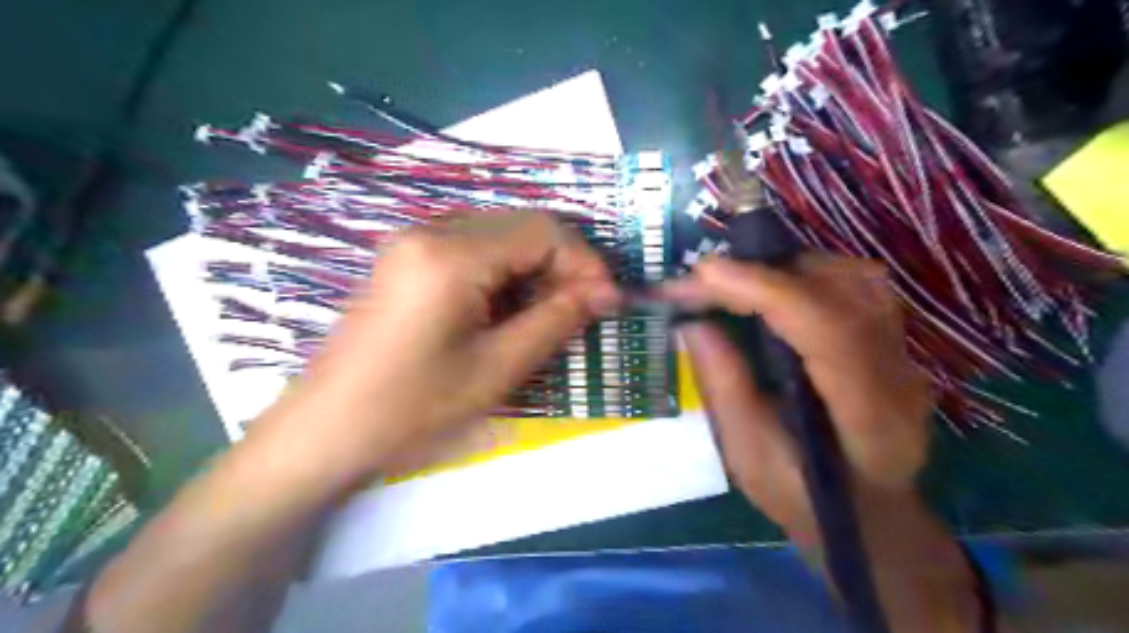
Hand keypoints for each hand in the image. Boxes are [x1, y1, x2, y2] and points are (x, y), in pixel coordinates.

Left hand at [259, 212, 619, 483]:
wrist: (326, 431)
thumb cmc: (412, 408)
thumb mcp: (497, 368)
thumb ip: (556, 321)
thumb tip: (605, 294)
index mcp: (451, 254)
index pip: (543, 231)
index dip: (585, 262)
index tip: (608, 302)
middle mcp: (431, 230)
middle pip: (522, 226)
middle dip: (563, 263)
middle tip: (584, 309)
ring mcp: (414, 241)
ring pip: (500, 235)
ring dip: (536, 268)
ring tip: (552, 313)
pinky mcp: (407, 259)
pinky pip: (474, 249)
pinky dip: (506, 272)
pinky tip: (511, 308)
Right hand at [658, 255, 930, 535]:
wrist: (869, 514)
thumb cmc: (805, 498)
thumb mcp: (750, 458)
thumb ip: (725, 389)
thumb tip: (692, 323)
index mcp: (869, 418)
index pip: (830, 331)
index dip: (767, 290)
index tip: (706, 273)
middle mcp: (899, 374)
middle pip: (844, 292)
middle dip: (766, 273)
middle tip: (704, 280)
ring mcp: (904, 352)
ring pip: (853, 279)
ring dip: (786, 269)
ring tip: (734, 283)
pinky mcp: (892, 339)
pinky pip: (854, 286)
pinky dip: (805, 275)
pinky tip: (771, 289)